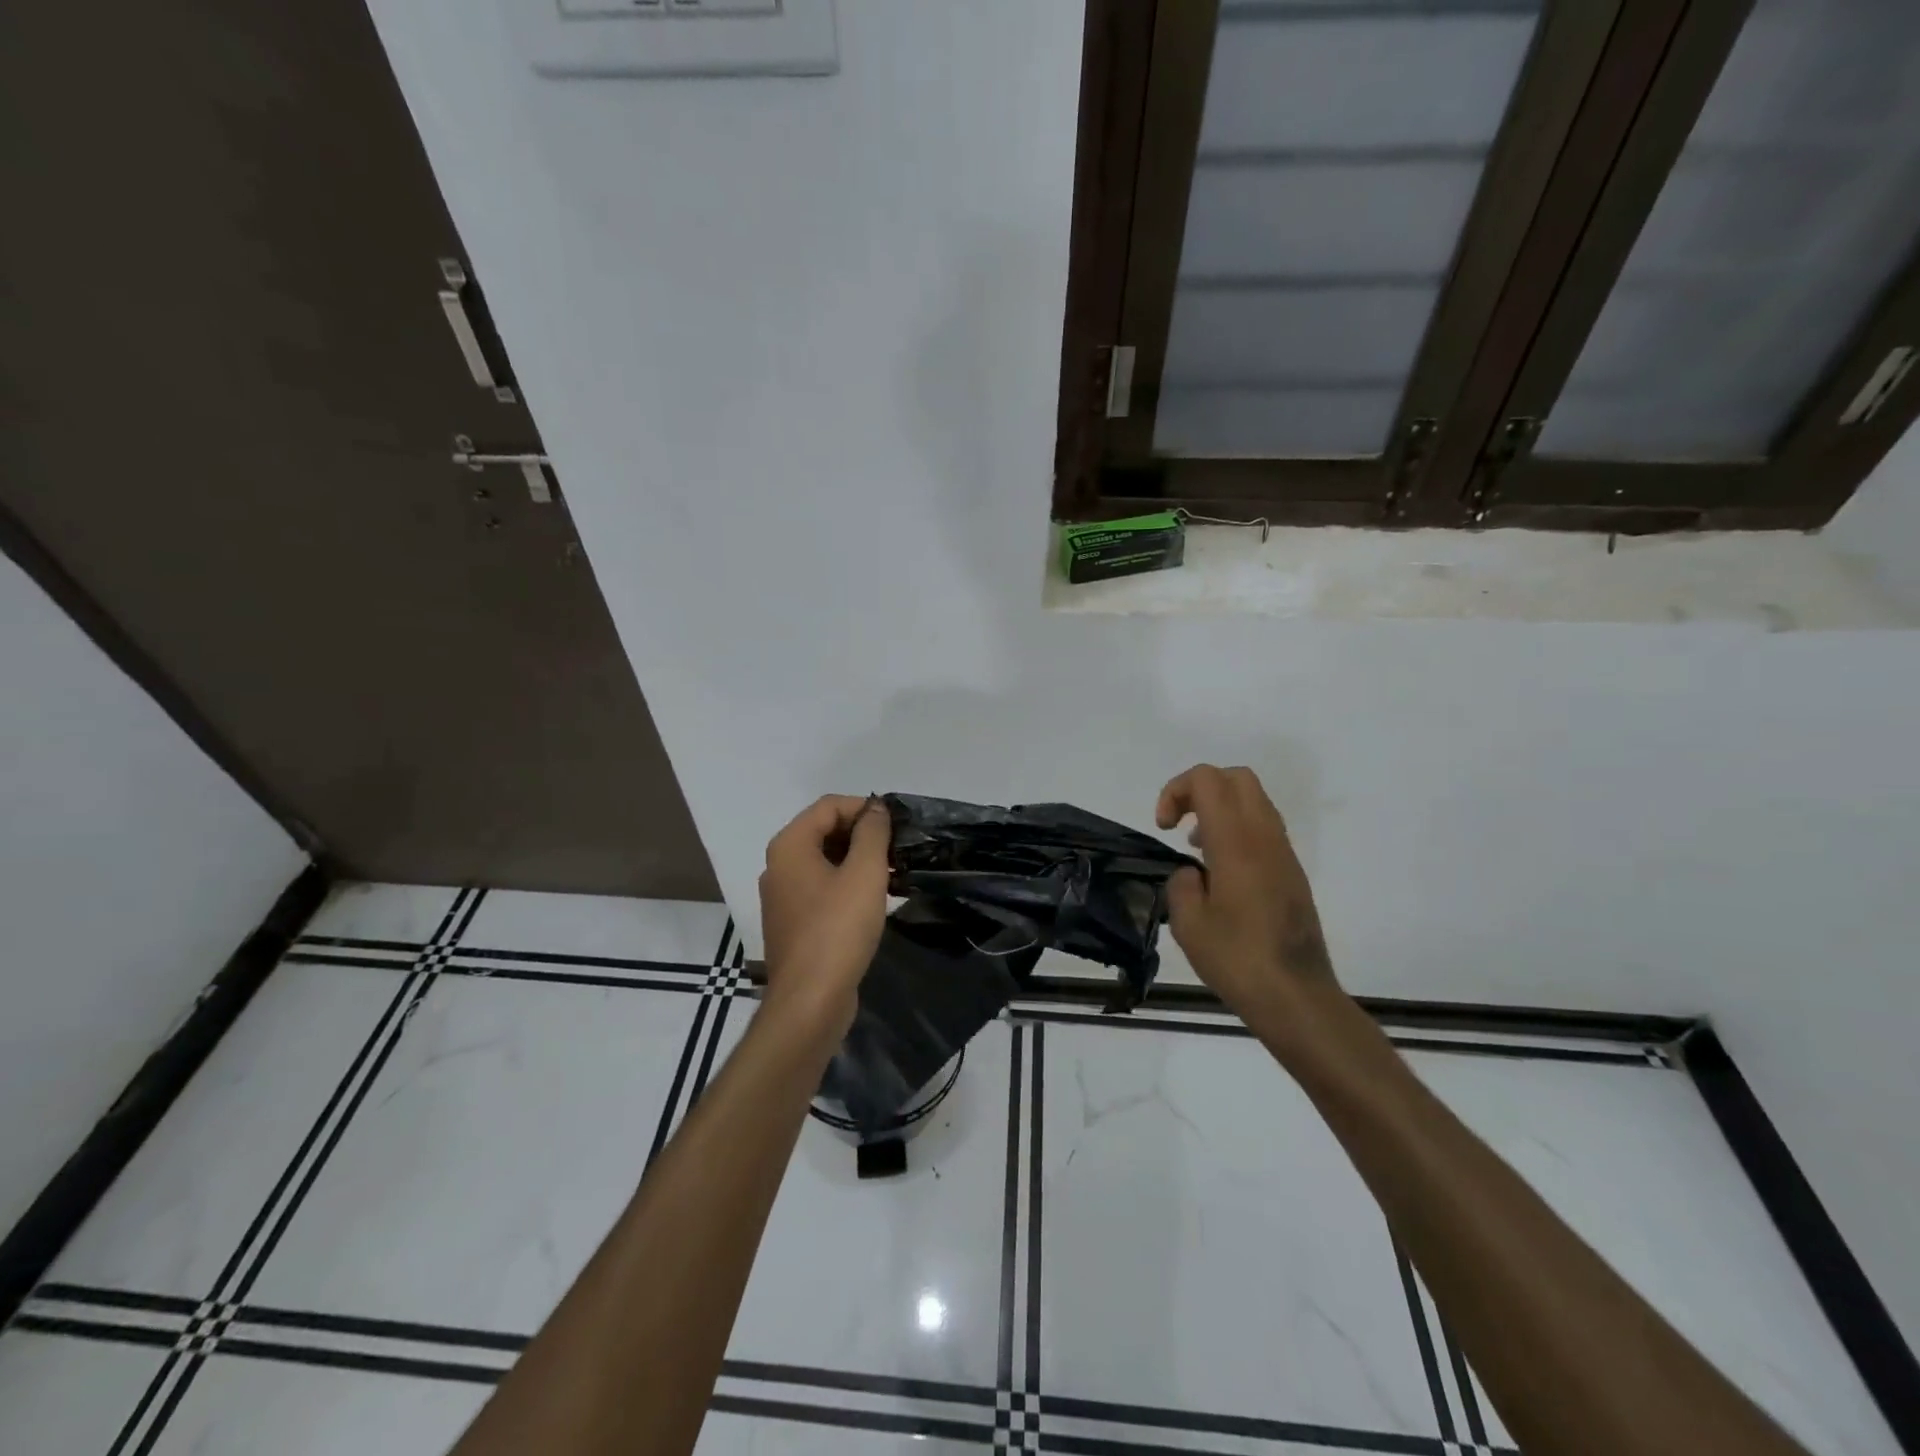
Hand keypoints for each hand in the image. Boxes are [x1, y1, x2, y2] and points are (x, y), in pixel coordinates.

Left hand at [758, 795, 891, 1042]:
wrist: (810, 1002)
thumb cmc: (838, 930)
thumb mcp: (864, 873)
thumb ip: (872, 833)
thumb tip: (875, 808)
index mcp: (789, 846)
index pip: (828, 806)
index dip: (864, 808)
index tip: (897, 826)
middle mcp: (779, 866)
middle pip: (823, 831)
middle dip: (862, 834)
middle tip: (897, 850)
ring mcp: (783, 896)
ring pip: (824, 861)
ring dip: (857, 860)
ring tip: (891, 874)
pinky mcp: (793, 923)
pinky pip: (821, 888)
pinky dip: (846, 884)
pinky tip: (873, 901)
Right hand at [1156, 766, 1340, 1035]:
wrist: (1296, 996)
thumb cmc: (1236, 959)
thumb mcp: (1188, 924)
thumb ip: (1181, 884)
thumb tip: (1193, 874)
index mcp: (1236, 842)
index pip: (1208, 780)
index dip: (1176, 790)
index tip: (1163, 827)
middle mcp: (1264, 838)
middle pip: (1236, 778)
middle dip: (1200, 788)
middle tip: (1179, 822)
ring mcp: (1284, 854)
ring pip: (1254, 801)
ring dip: (1220, 809)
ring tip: (1196, 848)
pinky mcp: (1292, 873)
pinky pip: (1263, 828)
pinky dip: (1237, 830)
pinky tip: (1220, 872)